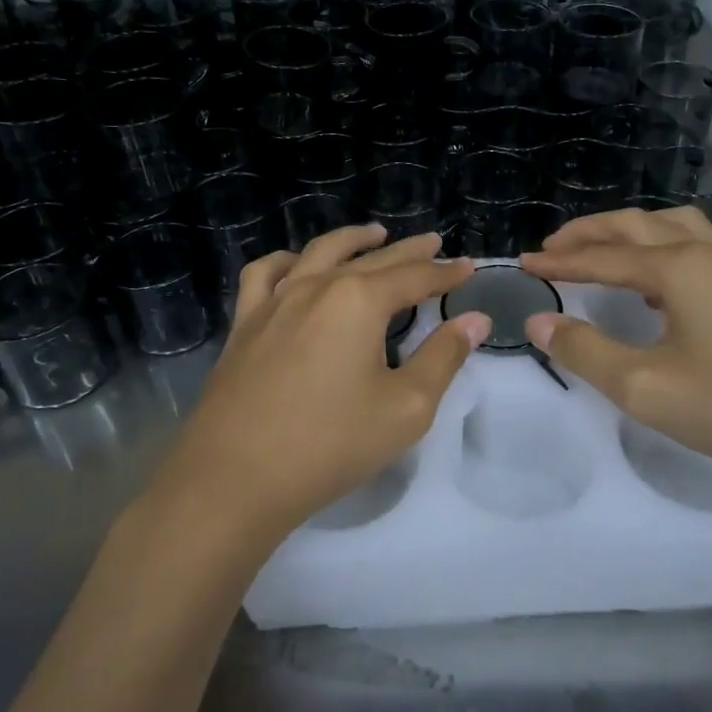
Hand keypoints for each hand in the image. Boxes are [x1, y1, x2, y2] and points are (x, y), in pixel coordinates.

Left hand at [160, 227, 488, 541]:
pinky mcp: (245, 323)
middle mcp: (317, 286)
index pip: (414, 277)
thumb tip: (475, 320)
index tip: (469, 267)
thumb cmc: (331, 443)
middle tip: (433, 242)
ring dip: (352, 240)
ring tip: (374, 234)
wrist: (236, 477)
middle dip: (408, 251)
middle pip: (372, 259)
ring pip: (319, 253)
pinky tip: (298, 266)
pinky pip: (266, 274)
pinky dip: (288, 261)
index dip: (445, 273)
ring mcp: (274, 301)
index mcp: (359, 301)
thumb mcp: (406, 407)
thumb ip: (444, 358)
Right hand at [520, 207, 711, 487]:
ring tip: (600, 248)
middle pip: (635, 226)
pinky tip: (654, 280)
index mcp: (677, 268)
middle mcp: (703, 255)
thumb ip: (585, 351)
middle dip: (589, 233)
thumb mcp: (642, 386)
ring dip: (627, 231)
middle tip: (552, 248)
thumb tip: (539, 321)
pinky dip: (658, 246)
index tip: (524, 263)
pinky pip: (692, 246)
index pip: (603, 256)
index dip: (560, 261)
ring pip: (670, 227)